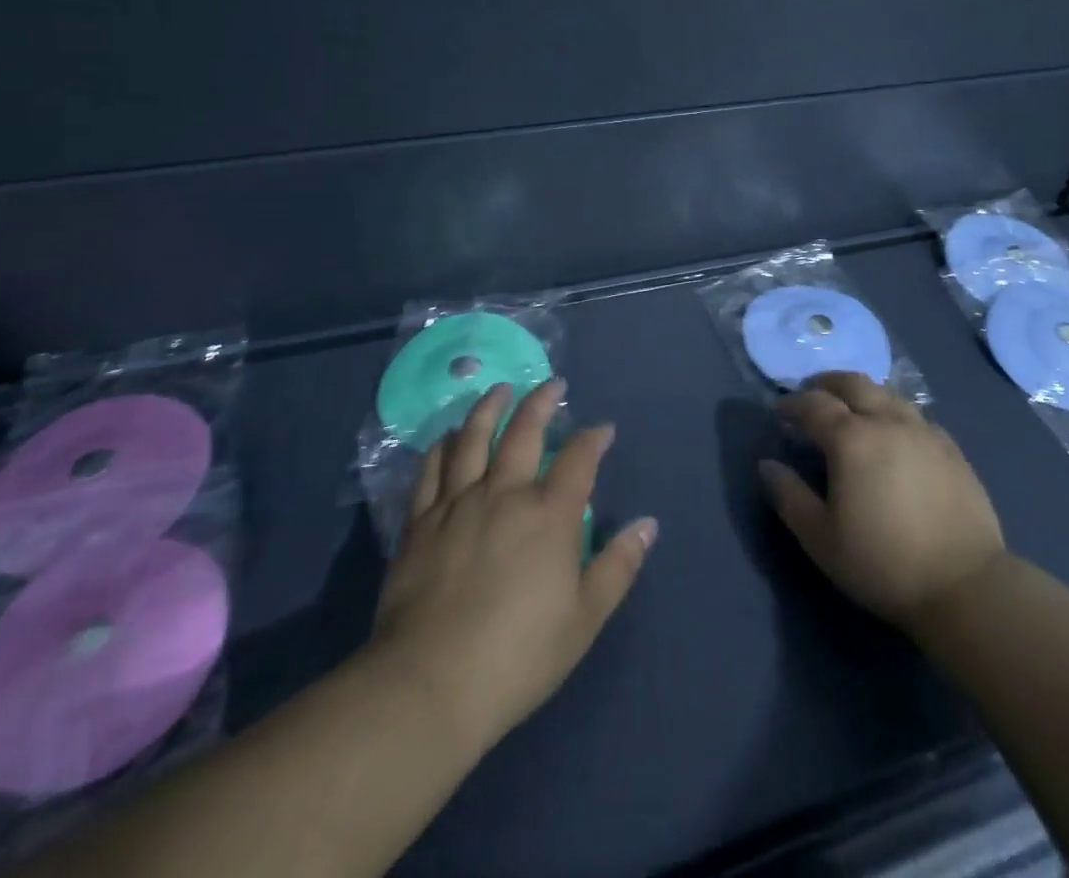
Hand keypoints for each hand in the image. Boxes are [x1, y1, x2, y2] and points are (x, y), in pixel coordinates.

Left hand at [367, 380, 656, 750]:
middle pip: (524, 432)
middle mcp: (504, 493)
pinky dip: (443, 446)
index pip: (579, 458)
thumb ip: (618, 566)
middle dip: (542, 402)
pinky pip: (431, 470)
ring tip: (499, 390)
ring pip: (473, 439)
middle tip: (552, 384)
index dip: (594, 438)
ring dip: (489, 408)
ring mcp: (457, 503)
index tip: (603, 428)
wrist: (429, 685)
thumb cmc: (518, 656)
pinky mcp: (420, 523)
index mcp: (549, 514)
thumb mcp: (584, 618)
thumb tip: (648, 524)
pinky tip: (448, 436)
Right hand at [758, 372, 1004, 635]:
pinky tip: (894, 434)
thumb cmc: (883, 563)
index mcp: (851, 438)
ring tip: (852, 409)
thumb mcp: (821, 538)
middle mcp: (887, 421)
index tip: (779, 411)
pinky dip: (894, 413)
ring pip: (887, 393)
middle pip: (853, 383)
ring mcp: (924, 431)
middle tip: (812, 395)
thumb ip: (789, 496)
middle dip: (827, 383)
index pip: (814, 404)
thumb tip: (766, 465)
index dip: (792, 404)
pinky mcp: (951, 448)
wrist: (965, 586)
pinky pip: (915, 416)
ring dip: (862, 393)